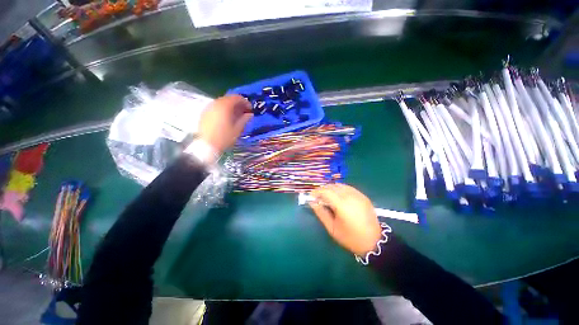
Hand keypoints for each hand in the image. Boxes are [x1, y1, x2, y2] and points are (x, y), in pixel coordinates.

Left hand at [198, 95, 252, 154]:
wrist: (206, 146)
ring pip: (222, 103)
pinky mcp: (205, 113)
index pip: (237, 98)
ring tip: (237, 116)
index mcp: (225, 106)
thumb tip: (250, 114)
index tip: (250, 109)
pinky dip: (223, 110)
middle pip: (229, 99)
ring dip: (231, 107)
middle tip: (245, 112)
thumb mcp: (237, 129)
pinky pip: (216, 107)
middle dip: (238, 104)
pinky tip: (227, 118)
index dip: (245, 102)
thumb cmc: (224, 138)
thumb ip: (244, 119)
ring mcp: (209, 108)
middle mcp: (216, 103)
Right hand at [309, 184, 381, 255]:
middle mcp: (350, 196)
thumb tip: (312, 202)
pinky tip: (338, 196)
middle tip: (318, 197)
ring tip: (327, 196)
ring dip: (331, 188)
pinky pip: (348, 187)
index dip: (316, 192)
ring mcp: (358, 195)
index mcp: (342, 205)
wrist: (374, 242)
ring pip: (340, 185)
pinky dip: (340, 189)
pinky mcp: (363, 196)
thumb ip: (321, 213)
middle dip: (323, 189)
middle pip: (332, 186)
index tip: (311, 195)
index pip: (326, 191)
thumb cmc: (350, 237)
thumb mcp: (332, 228)